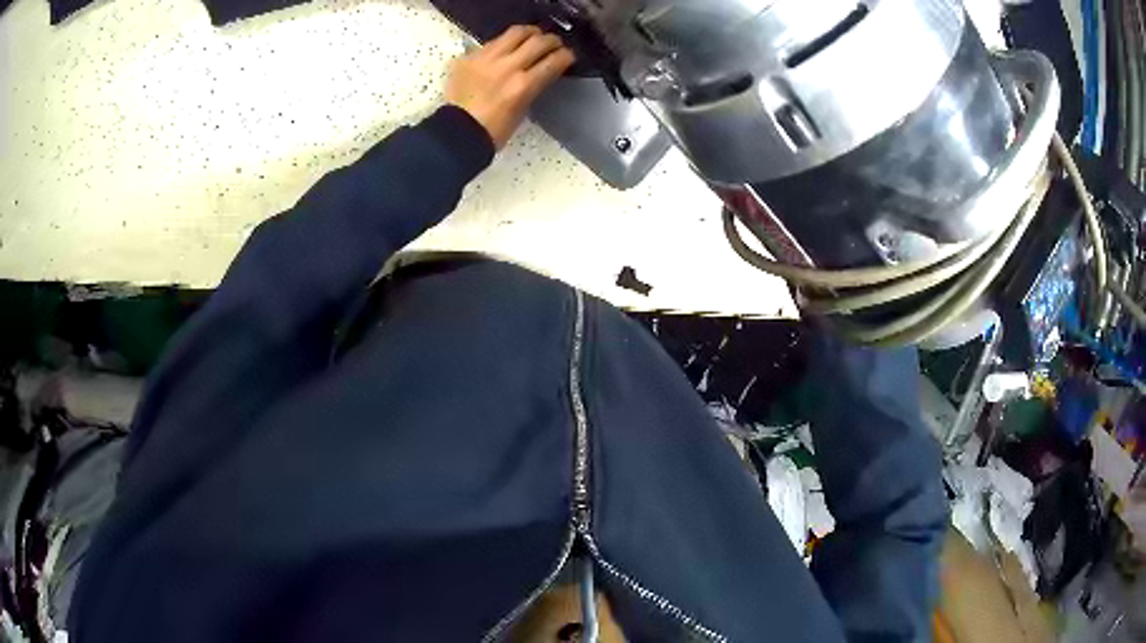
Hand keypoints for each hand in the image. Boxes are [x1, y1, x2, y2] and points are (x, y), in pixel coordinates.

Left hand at [446, 25, 575, 149]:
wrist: (458, 132)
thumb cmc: (494, 129)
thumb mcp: (522, 108)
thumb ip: (534, 85)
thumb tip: (542, 70)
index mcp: (523, 85)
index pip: (554, 61)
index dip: (567, 55)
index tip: (569, 55)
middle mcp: (507, 67)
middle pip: (539, 41)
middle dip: (552, 40)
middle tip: (554, 44)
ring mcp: (486, 59)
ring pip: (516, 32)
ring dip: (530, 33)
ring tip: (533, 37)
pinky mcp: (469, 57)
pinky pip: (492, 41)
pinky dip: (505, 43)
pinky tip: (506, 48)